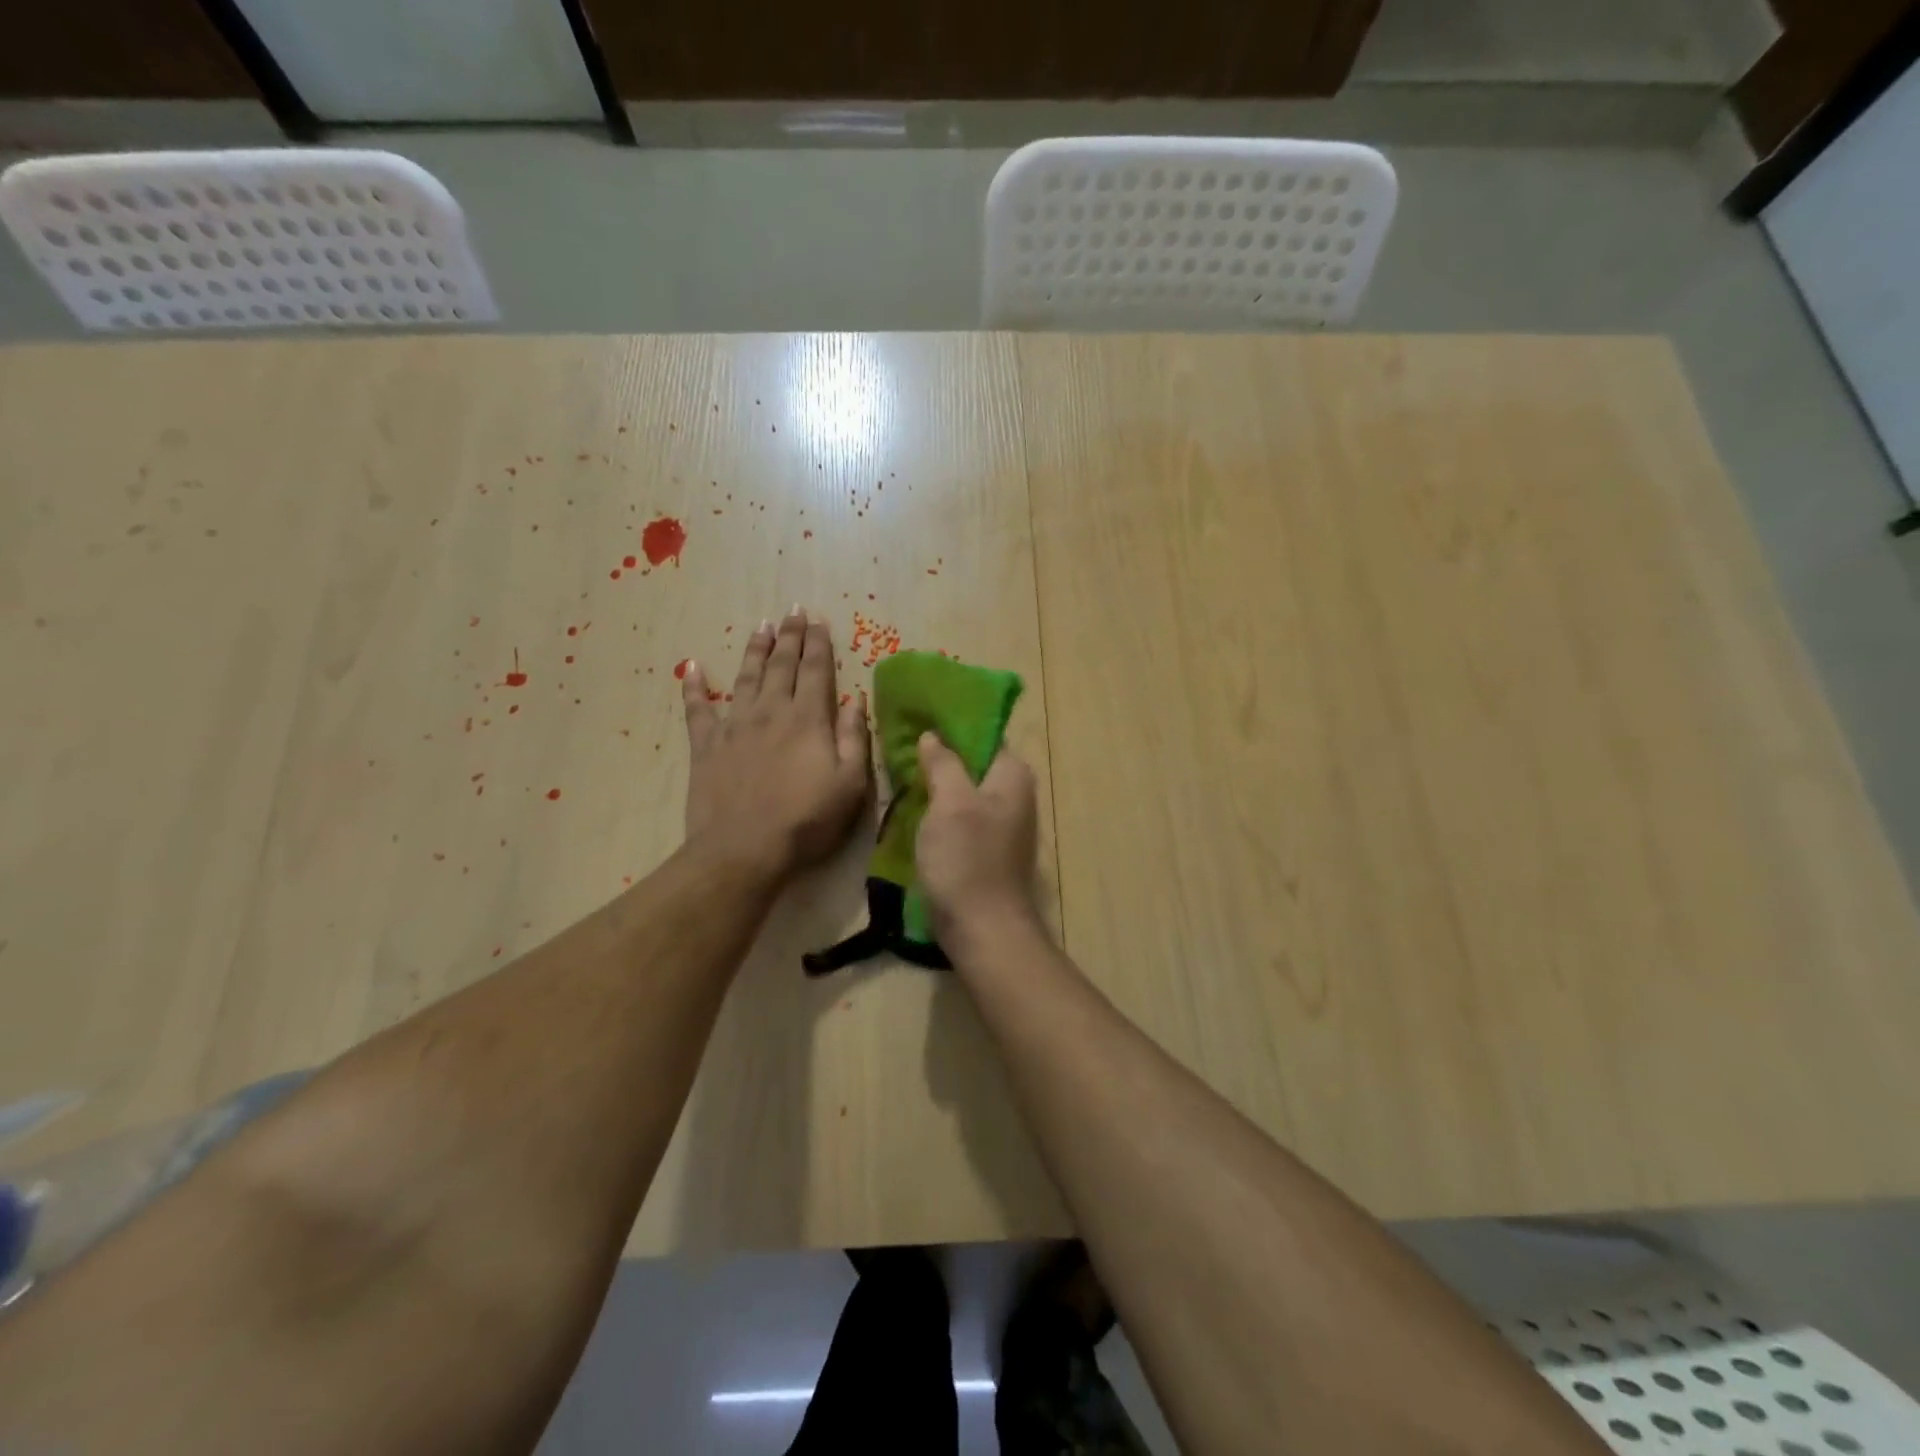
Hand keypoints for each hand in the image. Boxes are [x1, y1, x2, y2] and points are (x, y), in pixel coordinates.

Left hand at [682, 608, 870, 879]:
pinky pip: (697, 710)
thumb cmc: (806, 820)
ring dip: (754, 650)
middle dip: (790, 636)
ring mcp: (734, 726)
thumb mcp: (850, 784)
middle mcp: (770, 711)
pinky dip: (694, 687)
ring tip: (761, 627)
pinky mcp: (705, 746)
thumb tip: (857, 700)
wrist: (743, 849)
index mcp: (808, 719)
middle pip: (781, 665)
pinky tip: (692, 667)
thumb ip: (856, 738)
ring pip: (745, 677)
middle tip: (792, 611)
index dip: (818, 643)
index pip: (815, 670)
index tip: (818, 620)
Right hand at [915, 733, 1040, 938]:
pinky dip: (940, 809)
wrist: (983, 928)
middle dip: (940, 753)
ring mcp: (1001, 823)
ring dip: (937, 782)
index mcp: (1012, 775)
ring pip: (964, 790)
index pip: (983, 734)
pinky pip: (961, 816)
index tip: (917, 716)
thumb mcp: (950, 802)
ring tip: (901, 769)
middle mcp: (1014, 794)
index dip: (951, 724)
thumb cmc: (967, 859)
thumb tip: (933, 735)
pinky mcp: (986, 848)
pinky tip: (913, 806)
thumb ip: (943, 763)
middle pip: (973, 762)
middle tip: (900, 742)